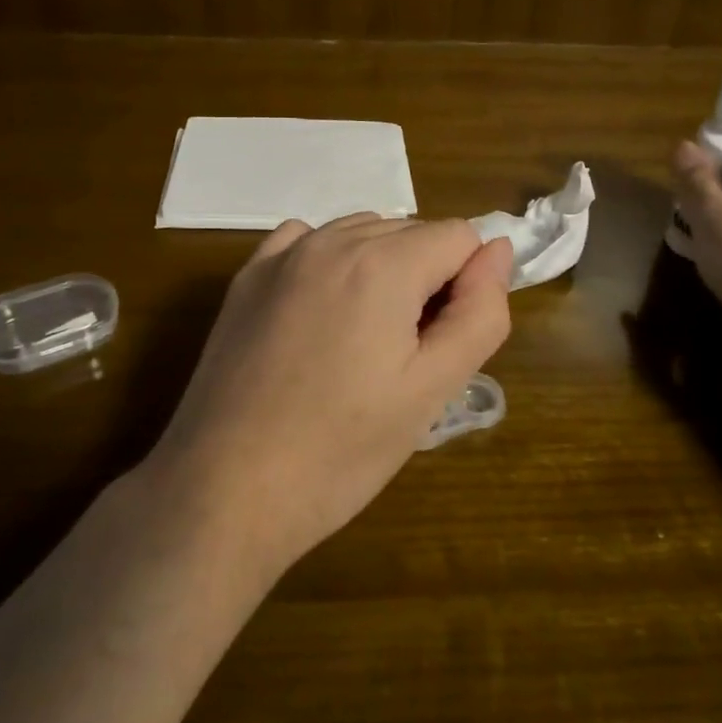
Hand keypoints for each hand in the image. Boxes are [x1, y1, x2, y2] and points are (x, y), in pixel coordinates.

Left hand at [149, 215, 513, 573]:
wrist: (225, 490)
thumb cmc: (341, 450)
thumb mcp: (431, 390)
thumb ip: (480, 313)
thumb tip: (497, 251)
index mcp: (383, 264)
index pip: (459, 236)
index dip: (467, 284)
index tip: (444, 342)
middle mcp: (332, 239)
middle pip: (411, 232)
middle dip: (426, 277)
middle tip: (405, 355)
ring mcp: (282, 254)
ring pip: (361, 233)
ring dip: (381, 269)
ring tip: (362, 342)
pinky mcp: (247, 277)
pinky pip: (307, 242)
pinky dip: (330, 262)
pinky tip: (319, 313)